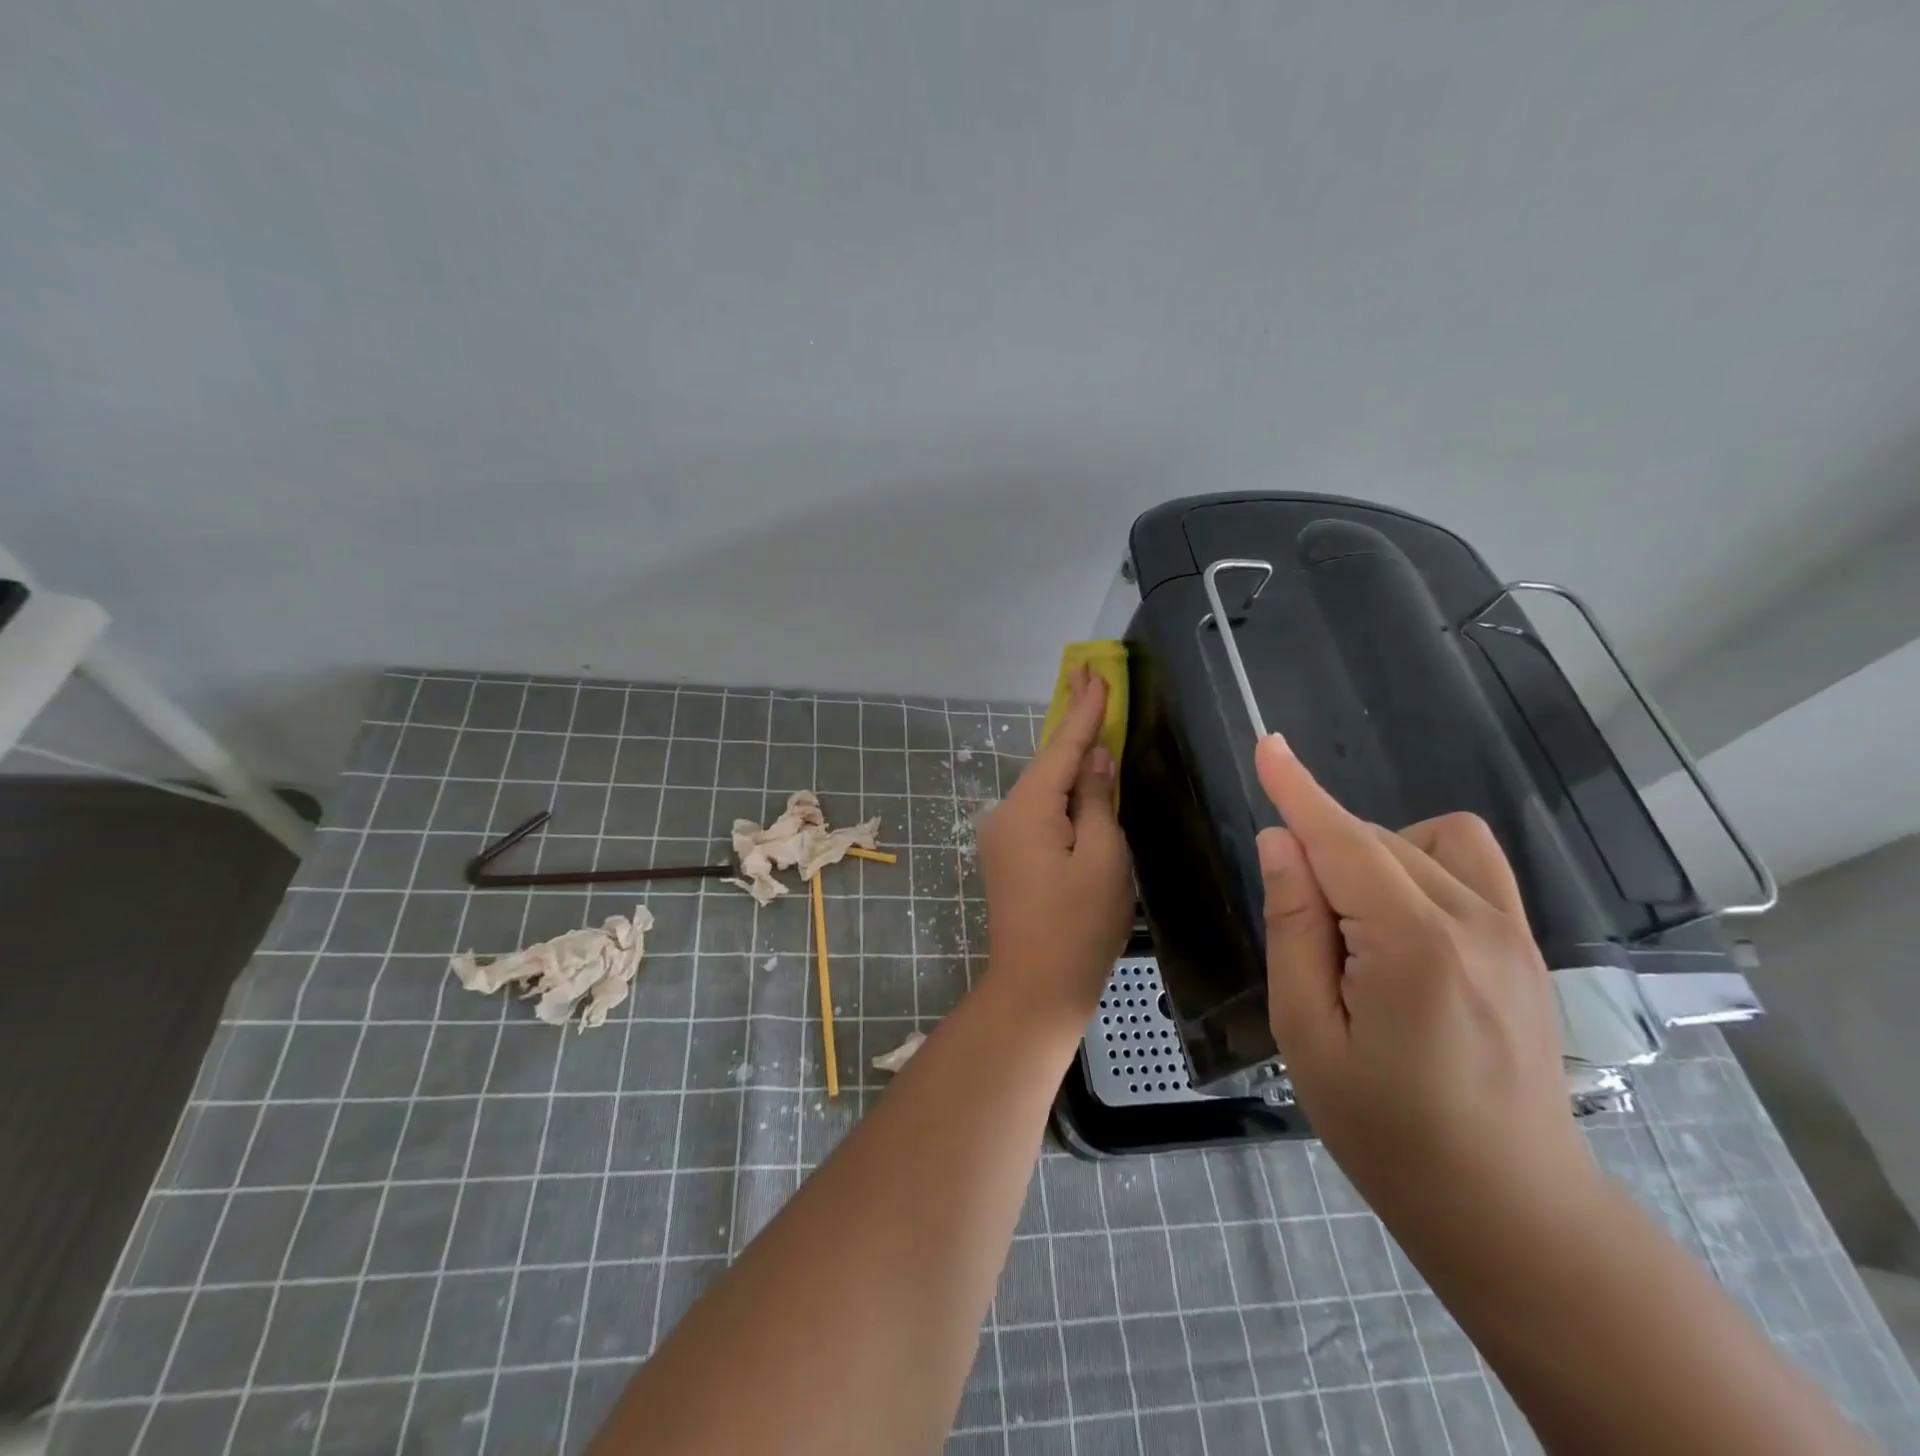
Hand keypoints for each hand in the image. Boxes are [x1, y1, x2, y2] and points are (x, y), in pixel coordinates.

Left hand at [978, 669, 1133, 1025]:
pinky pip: (1039, 811)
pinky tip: (1082, 783)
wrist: (1034, 990)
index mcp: (1029, 809)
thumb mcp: (1103, 858)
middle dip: (1075, 726)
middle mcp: (1006, 814)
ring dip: (1071, 760)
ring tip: (1096, 725)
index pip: (1063, 747)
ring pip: (1044, 788)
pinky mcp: (1007, 857)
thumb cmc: (1078, 927)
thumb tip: (1096, 758)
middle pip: (1048, 763)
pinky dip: (1063, 793)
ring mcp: (1001, 837)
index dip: (1085, 710)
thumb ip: (1098, 800)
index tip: (1096, 671)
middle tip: (1093, 681)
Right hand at [1252, 734, 1593, 1228]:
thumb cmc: (1387, 1131)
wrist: (1511, 1209)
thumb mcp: (1309, 1034)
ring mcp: (1514, 932)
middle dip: (1321, 857)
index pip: (1343, 841)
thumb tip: (1281, 844)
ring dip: (1371, 855)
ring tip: (1354, 927)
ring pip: (1422, 842)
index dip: (1298, 790)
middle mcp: (1475, 922)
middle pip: (1375, 841)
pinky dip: (1419, 862)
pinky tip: (1400, 920)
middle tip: (1305, 940)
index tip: (1266, 745)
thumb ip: (1294, 929)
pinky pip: (1468, 862)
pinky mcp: (1527, 945)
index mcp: (1414, 948)